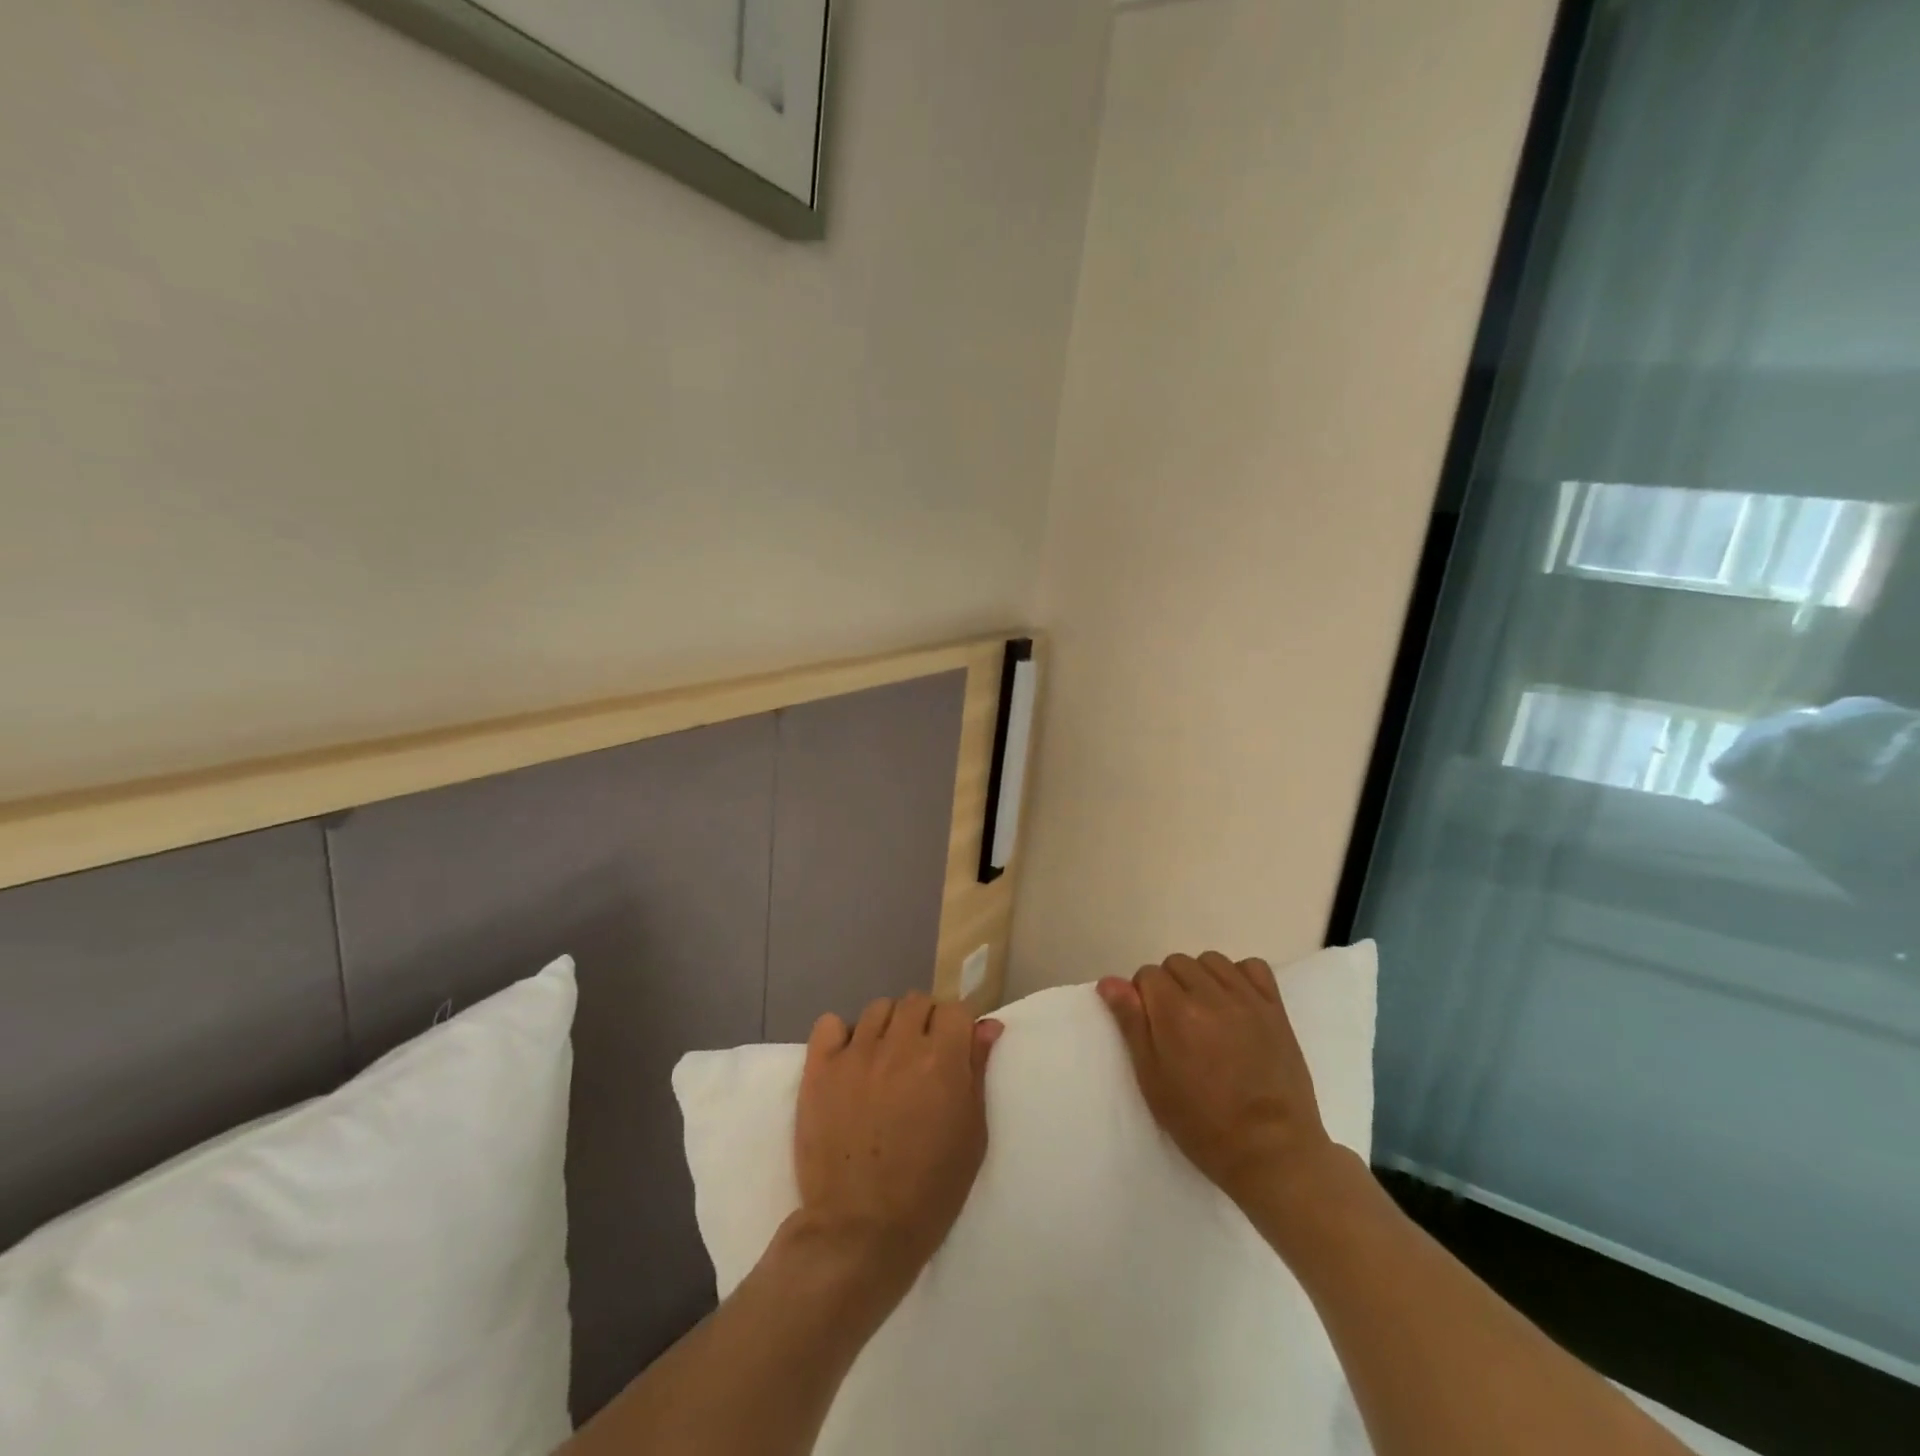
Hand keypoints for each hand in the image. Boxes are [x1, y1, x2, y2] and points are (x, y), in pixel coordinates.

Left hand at [791, 993, 1003, 1304]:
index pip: (954, 1009)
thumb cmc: (930, 1190)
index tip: (953, 1048)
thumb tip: (988, 1026)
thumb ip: (978, 1072)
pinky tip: (848, 1060)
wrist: (860, 1231)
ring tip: (884, 1060)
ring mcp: (855, 1055)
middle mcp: (899, 1045)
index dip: (956, 1027)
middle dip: (924, 1022)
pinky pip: (829, 1024)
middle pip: (916, 1002)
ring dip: (887, 1027)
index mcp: (941, 1060)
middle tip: (920, 1058)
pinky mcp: (819, 1069)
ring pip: (876, 1009)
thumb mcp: (972, 1136)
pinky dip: (840, 1035)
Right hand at [1098, 952, 1342, 1221]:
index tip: (1151, 1027)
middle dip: (1169, 985)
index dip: (1142, 997)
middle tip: (1177, 1024)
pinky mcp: (1276, 1008)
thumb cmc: (1202, 1123)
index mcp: (1176, 1012)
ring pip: (1211, 960)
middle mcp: (1211, 995)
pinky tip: (1236, 1002)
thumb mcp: (1152, 1080)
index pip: (1146, 975)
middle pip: (1177, 963)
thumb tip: (1110, 982)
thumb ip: (1131, 1023)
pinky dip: (1239, 976)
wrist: (1271, 1152)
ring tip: (1206, 1012)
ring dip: (1202, 978)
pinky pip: (1253, 967)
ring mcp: (1247, 999)